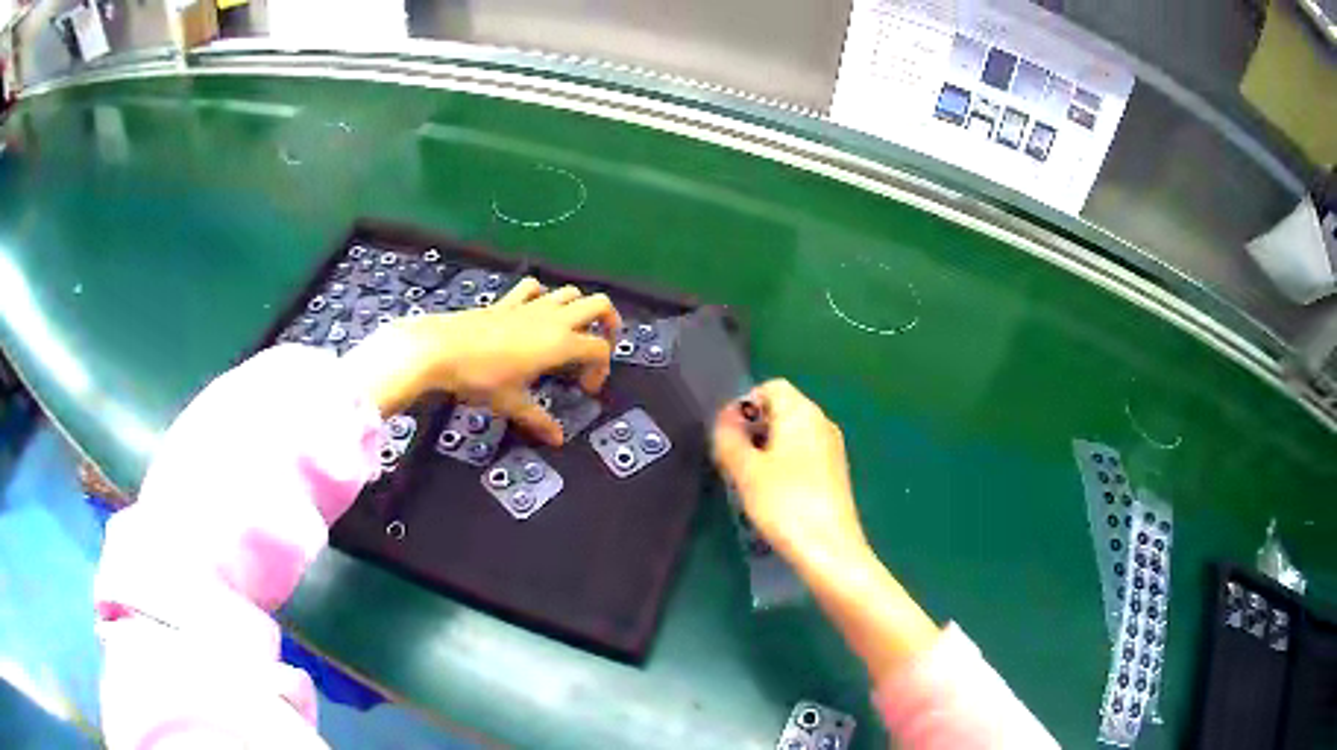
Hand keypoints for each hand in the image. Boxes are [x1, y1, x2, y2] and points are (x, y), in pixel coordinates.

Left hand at [344, 278, 621, 443]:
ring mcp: (530, 305)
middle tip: (599, 346)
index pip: (599, 348)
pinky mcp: (507, 301)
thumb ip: (538, 420)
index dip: (602, 369)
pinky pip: (534, 288)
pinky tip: (535, 312)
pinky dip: (542, 296)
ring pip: (569, 292)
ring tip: (571, 331)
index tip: (585, 389)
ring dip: (578, 308)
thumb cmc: (481, 377)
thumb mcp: (511, 403)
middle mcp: (553, 319)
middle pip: (598, 304)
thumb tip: (558, 439)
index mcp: (560, 344)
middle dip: (608, 322)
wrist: (441, 348)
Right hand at [712, 379, 866, 561]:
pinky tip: (771, 494)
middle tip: (731, 460)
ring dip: (765, 449)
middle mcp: (821, 422)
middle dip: (752, 428)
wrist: (829, 548)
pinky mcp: (834, 473)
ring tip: (747, 480)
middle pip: (781, 410)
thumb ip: (729, 439)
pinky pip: (802, 455)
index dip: (744, 405)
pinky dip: (783, 465)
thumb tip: (724, 420)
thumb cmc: (785, 503)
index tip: (725, 436)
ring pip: (791, 435)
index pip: (770, 387)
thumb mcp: (746, 471)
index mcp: (802, 412)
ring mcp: (831, 448)